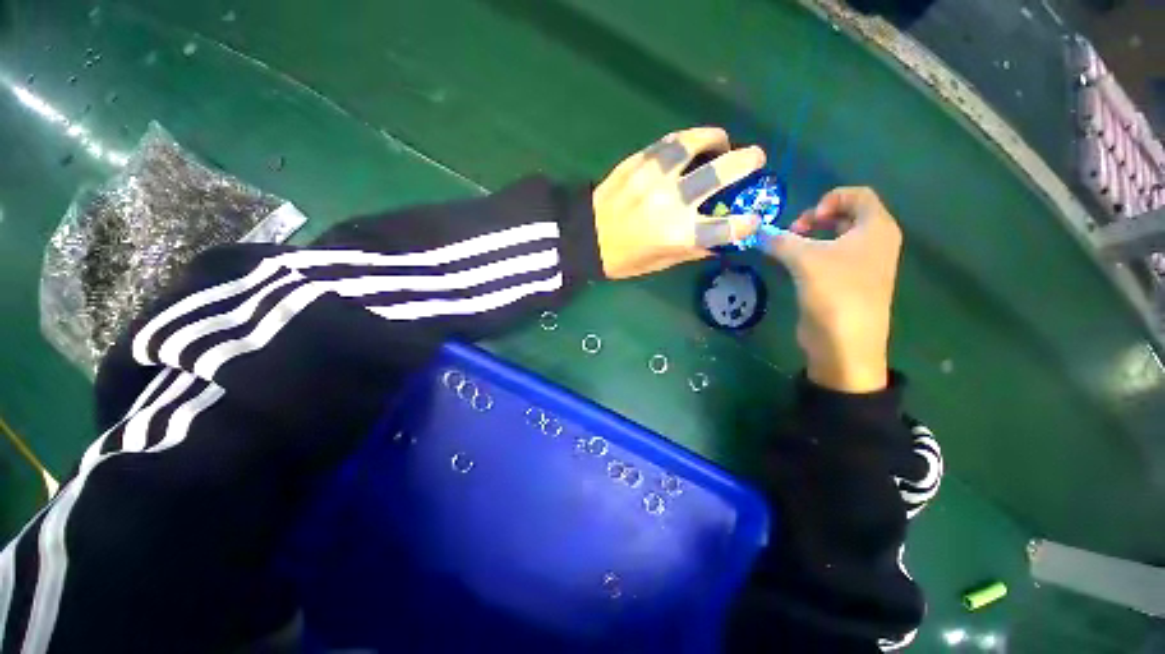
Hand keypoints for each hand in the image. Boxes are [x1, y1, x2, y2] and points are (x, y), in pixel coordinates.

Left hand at [593, 127, 765, 278]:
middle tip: (755, 157)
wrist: (585, 237)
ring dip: (715, 138)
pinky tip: (690, 144)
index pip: (726, 227)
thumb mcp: (659, 263)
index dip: (746, 223)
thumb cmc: (623, 258)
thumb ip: (692, 250)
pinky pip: (668, 143)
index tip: (754, 218)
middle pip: (719, 173)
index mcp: (678, 235)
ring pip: (693, 144)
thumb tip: (720, 242)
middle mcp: (671, 202)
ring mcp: (654, 177)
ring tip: (721, 141)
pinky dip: (686, 140)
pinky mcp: (637, 162)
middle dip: (746, 162)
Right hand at [761, 187, 901, 393]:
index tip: (806, 221)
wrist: (845, 341)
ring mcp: (863, 264)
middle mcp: (875, 242)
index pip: (858, 195)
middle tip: (793, 234)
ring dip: (812, 238)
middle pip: (847, 215)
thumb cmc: (834, 291)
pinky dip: (813, 255)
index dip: (829, 199)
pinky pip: (832, 257)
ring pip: (838, 237)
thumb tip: (755, 230)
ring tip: (789, 250)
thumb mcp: (804, 259)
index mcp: (877, 228)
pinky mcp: (849, 282)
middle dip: (816, 219)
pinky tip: (795, 267)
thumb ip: (779, 240)